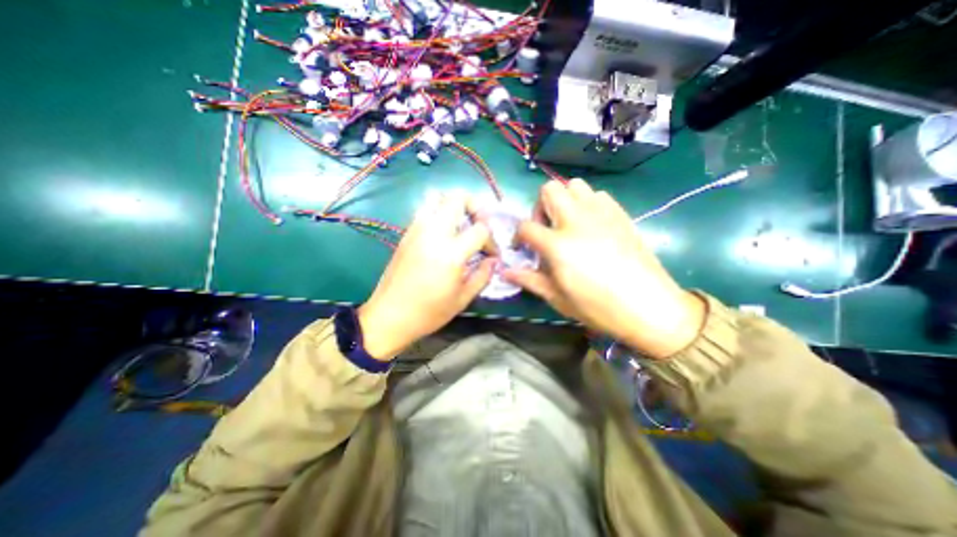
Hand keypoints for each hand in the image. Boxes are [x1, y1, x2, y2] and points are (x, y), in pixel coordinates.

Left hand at [354, 194, 497, 359]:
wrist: (388, 316)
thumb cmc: (428, 312)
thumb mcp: (462, 299)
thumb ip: (483, 276)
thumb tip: (493, 261)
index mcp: (451, 253)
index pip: (480, 229)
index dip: (491, 240)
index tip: (491, 255)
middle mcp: (433, 233)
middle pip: (457, 198)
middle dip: (475, 206)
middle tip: (478, 225)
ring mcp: (417, 230)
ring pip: (437, 197)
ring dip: (454, 206)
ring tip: (460, 226)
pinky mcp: (406, 233)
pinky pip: (425, 210)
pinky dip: (438, 213)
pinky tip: (443, 234)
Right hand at [504, 180, 704, 361]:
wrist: (649, 307)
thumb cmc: (598, 307)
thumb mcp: (557, 298)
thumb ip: (529, 280)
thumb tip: (504, 272)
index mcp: (557, 244)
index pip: (526, 227)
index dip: (519, 236)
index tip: (524, 247)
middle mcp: (576, 221)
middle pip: (549, 189)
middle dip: (540, 207)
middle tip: (547, 228)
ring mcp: (601, 214)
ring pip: (574, 185)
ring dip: (565, 200)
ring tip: (568, 223)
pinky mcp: (620, 213)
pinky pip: (597, 195)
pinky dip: (587, 203)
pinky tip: (591, 225)